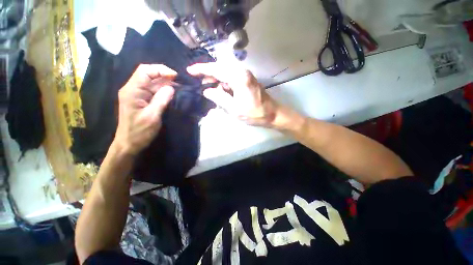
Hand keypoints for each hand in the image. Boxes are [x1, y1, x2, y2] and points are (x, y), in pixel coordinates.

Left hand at [113, 64, 175, 155]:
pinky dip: (163, 91)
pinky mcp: (141, 101)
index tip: (176, 76)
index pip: (145, 71)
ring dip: (166, 84)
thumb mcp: (152, 116)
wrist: (129, 144)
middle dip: (165, 76)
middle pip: (149, 75)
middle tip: (180, 83)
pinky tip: (172, 94)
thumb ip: (162, 100)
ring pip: (152, 83)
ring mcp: (137, 95)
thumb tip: (172, 87)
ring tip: (180, 88)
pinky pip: (153, 91)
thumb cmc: (139, 132)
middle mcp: (133, 89)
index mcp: (132, 90)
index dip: (160, 69)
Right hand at [187, 62, 279, 126]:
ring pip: (225, 72)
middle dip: (209, 75)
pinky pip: (231, 77)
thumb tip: (207, 91)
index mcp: (239, 77)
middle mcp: (242, 72)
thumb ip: (219, 97)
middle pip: (220, 68)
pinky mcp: (247, 80)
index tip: (190, 71)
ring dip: (216, 80)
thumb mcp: (234, 108)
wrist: (272, 114)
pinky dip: (224, 83)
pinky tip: (221, 91)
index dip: (202, 69)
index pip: (216, 69)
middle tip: (200, 84)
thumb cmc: (254, 113)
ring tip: (209, 89)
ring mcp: (246, 75)